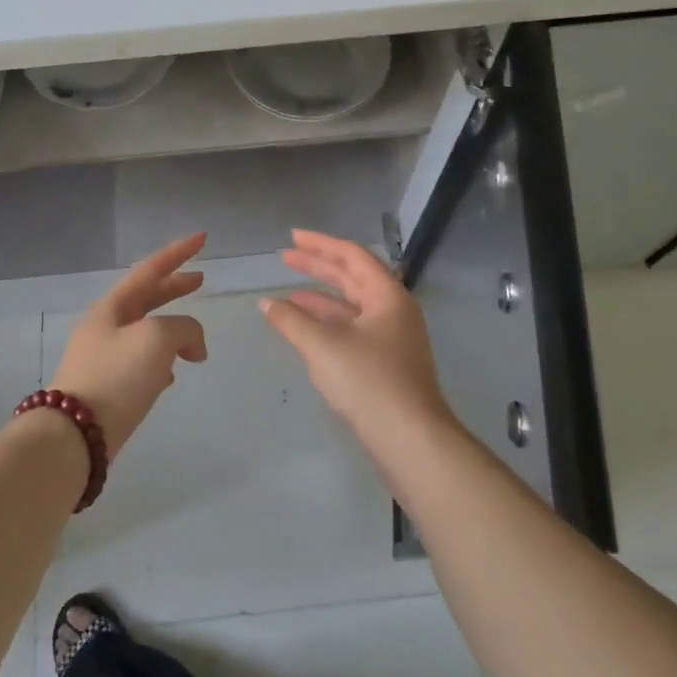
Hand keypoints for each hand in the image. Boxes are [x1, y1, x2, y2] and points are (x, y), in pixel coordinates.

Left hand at [47, 232, 208, 458]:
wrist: (75, 435)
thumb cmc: (117, 376)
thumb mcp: (157, 339)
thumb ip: (184, 328)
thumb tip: (192, 345)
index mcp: (112, 307)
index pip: (150, 269)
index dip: (178, 252)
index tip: (202, 238)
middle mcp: (105, 327)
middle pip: (146, 298)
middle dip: (174, 288)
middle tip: (201, 280)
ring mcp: (103, 358)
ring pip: (144, 332)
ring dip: (170, 329)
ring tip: (193, 340)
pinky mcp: (106, 388)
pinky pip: (140, 364)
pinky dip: (161, 362)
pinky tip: (171, 376)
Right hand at [259, 229, 452, 439]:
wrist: (410, 439)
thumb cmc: (368, 382)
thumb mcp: (323, 346)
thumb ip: (291, 321)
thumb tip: (266, 303)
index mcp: (387, 295)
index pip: (352, 256)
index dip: (320, 244)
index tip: (292, 238)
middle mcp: (393, 310)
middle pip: (353, 278)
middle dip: (319, 267)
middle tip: (286, 258)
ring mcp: (392, 338)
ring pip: (352, 306)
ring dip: (320, 298)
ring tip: (288, 295)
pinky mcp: (386, 363)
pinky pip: (353, 329)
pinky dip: (328, 324)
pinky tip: (306, 331)